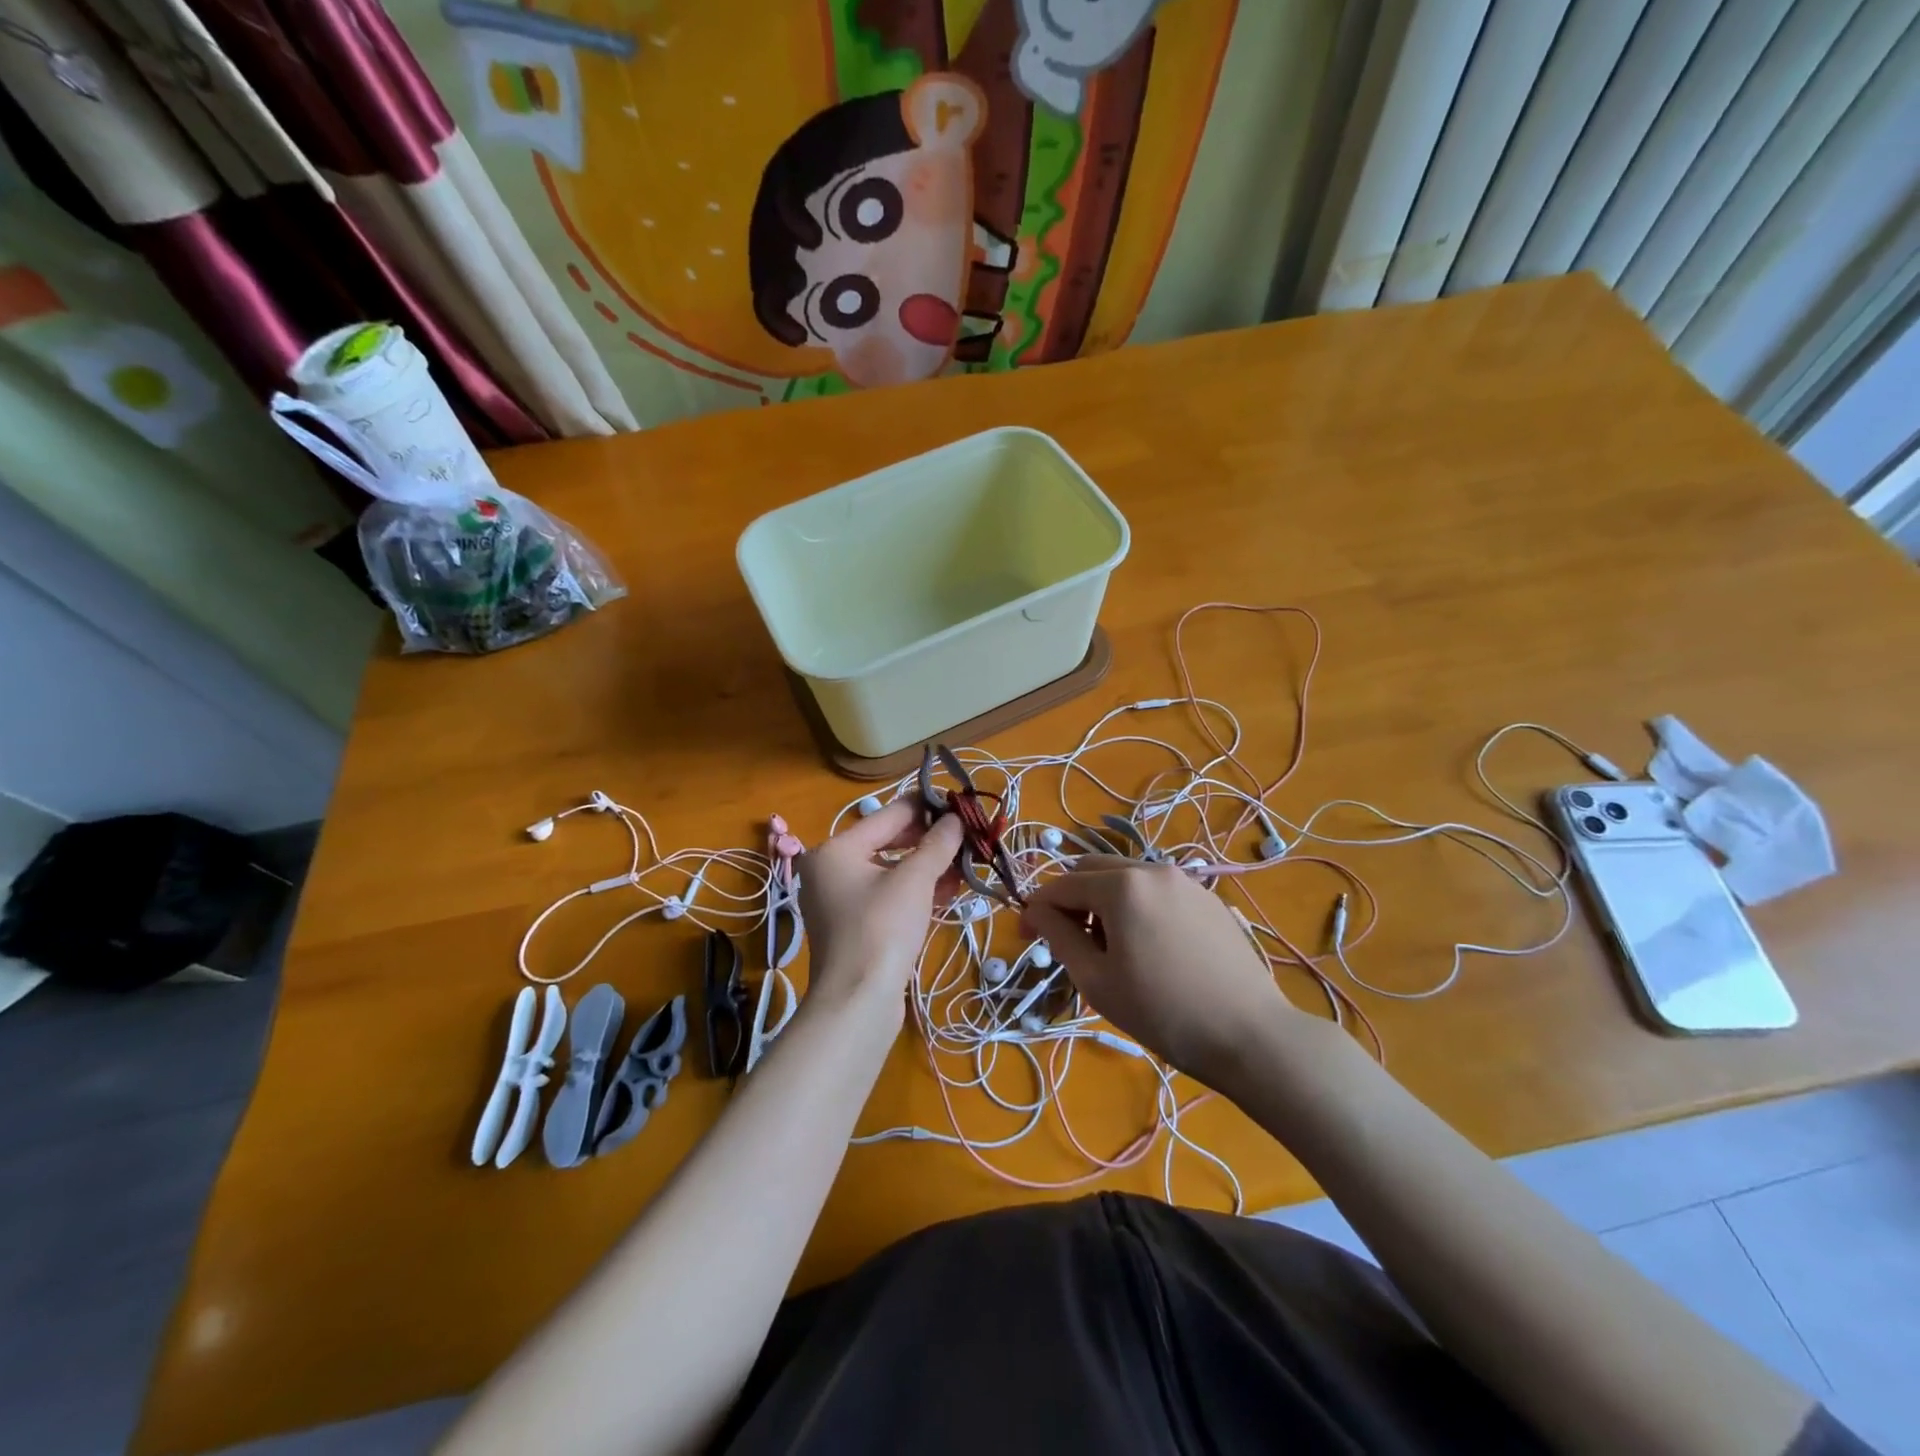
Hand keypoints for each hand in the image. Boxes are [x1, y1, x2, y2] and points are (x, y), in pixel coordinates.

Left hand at [796, 799, 962, 1015]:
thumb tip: (956, 819)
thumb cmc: (882, 929)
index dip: (927, 808)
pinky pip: (888, 895)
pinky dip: (916, 890)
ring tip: (964, 863)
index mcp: (836, 849)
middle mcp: (831, 869)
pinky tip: (948, 890)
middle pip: (888, 841)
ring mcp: (840, 900)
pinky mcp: (854, 926)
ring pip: (891, 871)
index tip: (961, 805)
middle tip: (967, 837)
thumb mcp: (914, 881)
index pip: (889, 814)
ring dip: (927, 867)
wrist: (857, 1002)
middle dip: (929, 841)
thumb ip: (937, 844)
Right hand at [1020, 858, 1297, 1084]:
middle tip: (1069, 942)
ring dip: (1104, 901)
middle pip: (1093, 870)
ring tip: (1111, 949)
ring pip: (1127, 878)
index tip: (1024, 937)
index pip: (1062, 885)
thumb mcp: (1097, 980)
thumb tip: (1035, 911)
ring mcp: (1186, 881)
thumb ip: (1059, 936)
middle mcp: (1152, 869)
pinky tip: (1150, 948)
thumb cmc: (1163, 1012)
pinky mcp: (1209, 899)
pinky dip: (1138, 907)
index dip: (1036, 908)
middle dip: (1071, 899)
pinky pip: (1158, 891)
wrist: (1251, 1035)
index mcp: (1122, 885)